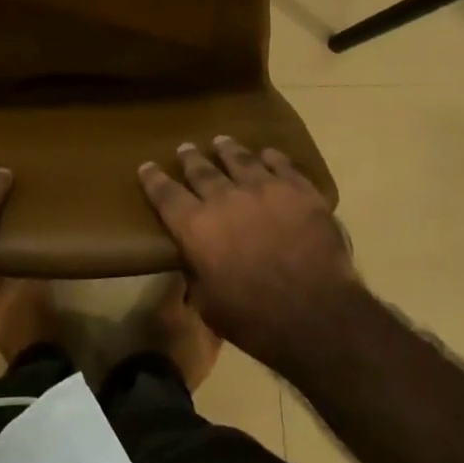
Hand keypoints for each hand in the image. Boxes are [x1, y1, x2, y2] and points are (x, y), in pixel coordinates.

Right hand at [138, 137, 364, 374]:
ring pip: (239, 159)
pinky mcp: (298, 190)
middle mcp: (225, 198)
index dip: (153, 179)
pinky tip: (267, 154)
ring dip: (227, 149)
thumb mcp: (210, 307)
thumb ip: (197, 277)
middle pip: (201, 170)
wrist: (317, 316)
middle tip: (185, 148)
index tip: (146, 166)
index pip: (166, 195)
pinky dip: (271, 157)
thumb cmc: (257, 321)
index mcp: (197, 228)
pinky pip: (280, 164)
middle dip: (190, 158)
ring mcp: (263, 188)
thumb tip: (194, 263)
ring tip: (221, 141)